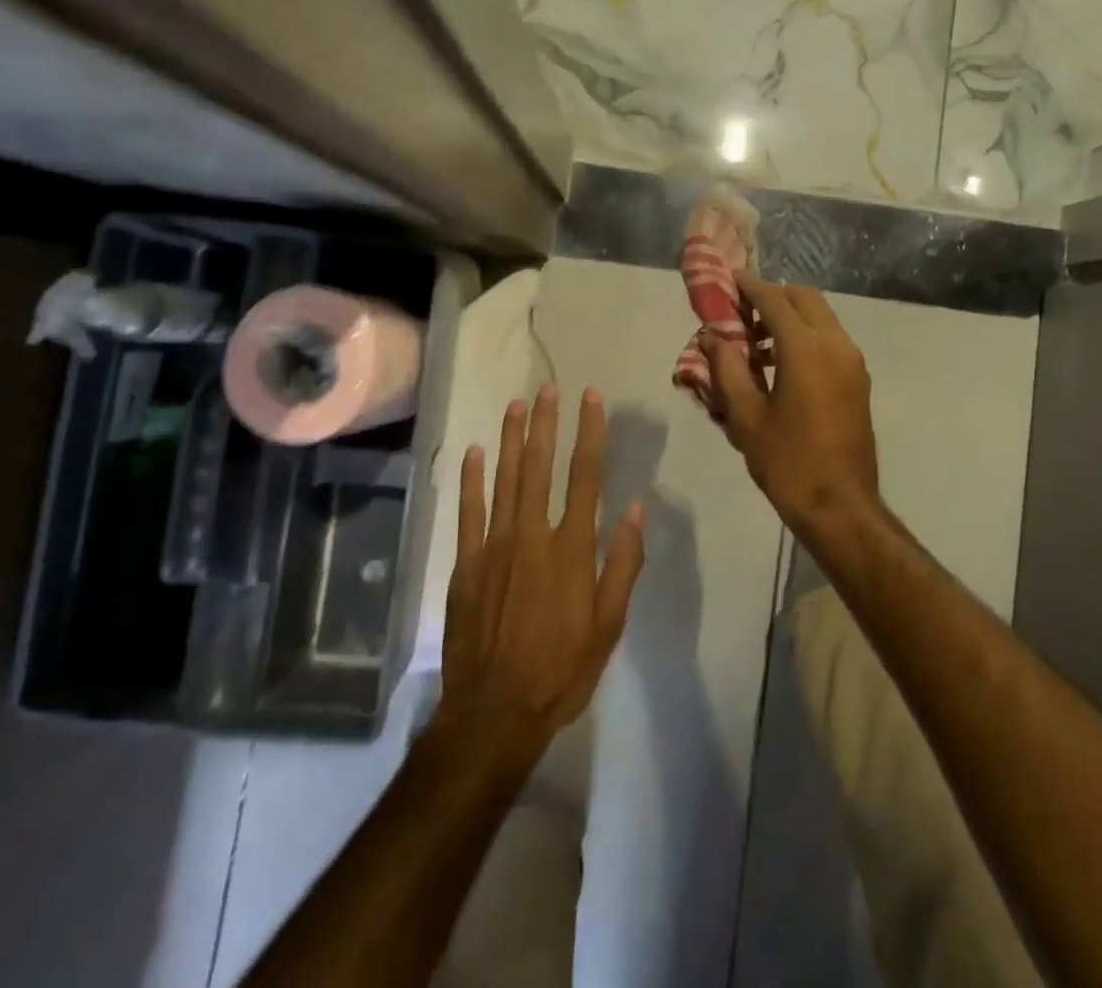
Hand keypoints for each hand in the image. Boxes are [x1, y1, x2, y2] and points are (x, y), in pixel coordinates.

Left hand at [436, 385, 644, 769]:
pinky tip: (474, 452)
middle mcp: (533, 535)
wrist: (494, 713)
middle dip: (546, 424)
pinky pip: (469, 512)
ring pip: (504, 480)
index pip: (586, 476)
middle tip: (548, 387)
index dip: (590, 432)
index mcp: (572, 549)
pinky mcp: (466, 564)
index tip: (590, 398)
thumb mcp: (608, 624)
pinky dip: (471, 480)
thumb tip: (635, 508)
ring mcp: (495, 547)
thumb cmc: (561, 670)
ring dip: (511, 439)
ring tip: (516, 405)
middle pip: (541, 467)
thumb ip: (622, 563)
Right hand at [700, 275, 879, 528]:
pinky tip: (782, 366)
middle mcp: (835, 344)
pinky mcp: (859, 379)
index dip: (750, 286)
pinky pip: (831, 339)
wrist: (840, 506)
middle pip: (804, 299)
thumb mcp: (746, 416)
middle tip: (743, 314)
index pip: (774, 300)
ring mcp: (852, 361)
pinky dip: (806, 335)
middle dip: (774, 296)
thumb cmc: (787, 462)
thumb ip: (727, 368)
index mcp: (806, 349)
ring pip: (821, 317)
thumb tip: (712, 335)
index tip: (731, 278)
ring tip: (758, 345)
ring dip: (791, 317)